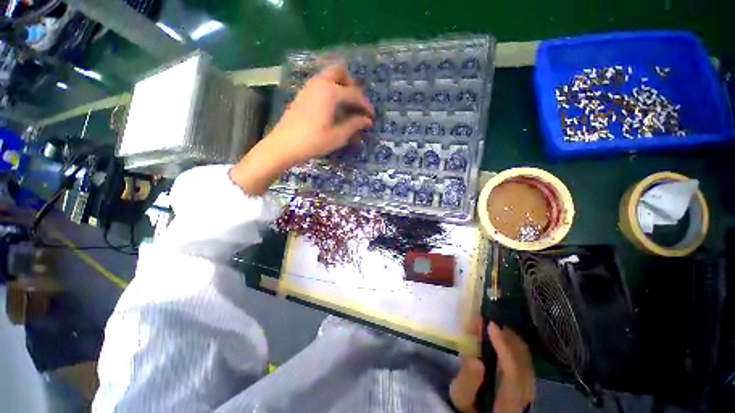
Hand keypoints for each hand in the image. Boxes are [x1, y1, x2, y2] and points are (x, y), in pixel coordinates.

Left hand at [229, 63, 373, 194]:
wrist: (284, 145)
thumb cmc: (313, 141)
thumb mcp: (337, 136)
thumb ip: (354, 125)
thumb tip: (367, 120)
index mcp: (330, 92)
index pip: (354, 93)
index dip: (366, 105)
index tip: (372, 117)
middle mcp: (319, 83)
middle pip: (340, 71)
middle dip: (352, 85)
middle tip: (357, 104)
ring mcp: (309, 87)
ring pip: (329, 75)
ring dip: (341, 86)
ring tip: (347, 107)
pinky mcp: (303, 94)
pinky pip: (321, 84)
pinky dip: (331, 90)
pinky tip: (332, 108)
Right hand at [450, 321, 535, 412]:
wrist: (486, 412)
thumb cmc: (470, 405)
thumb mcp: (461, 396)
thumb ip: (467, 381)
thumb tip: (474, 360)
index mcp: (508, 402)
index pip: (512, 372)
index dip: (503, 347)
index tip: (490, 325)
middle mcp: (525, 394)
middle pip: (523, 360)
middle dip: (504, 335)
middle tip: (483, 320)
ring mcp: (530, 386)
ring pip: (525, 355)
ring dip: (507, 335)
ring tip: (487, 324)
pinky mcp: (528, 379)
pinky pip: (524, 355)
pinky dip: (512, 340)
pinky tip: (498, 333)